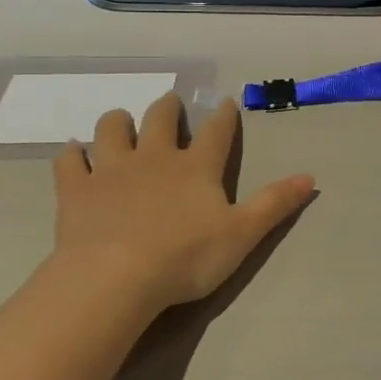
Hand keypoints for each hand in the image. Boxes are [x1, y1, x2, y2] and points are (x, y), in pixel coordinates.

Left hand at [50, 93, 315, 314]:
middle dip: (167, 108)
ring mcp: (111, 169)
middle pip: (160, 119)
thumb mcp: (242, 234)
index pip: (216, 132)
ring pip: (111, 130)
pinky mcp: (76, 189)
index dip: (224, 116)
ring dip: (117, 122)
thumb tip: (311, 176)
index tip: (226, 101)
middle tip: (169, 103)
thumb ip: (275, 204)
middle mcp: (154, 157)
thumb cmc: (186, 257)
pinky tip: (73, 154)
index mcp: (196, 167)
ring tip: (119, 122)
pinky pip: (69, 162)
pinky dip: (71, 155)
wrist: (116, 277)